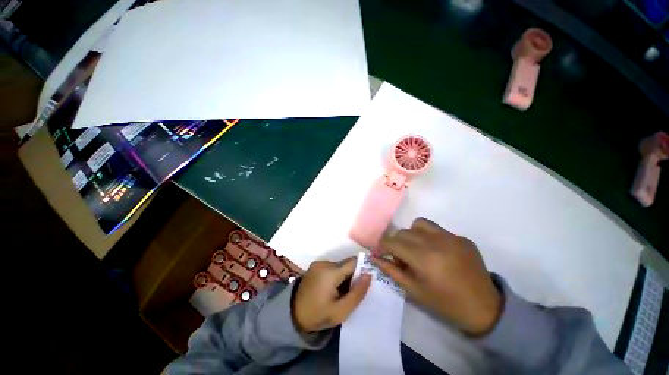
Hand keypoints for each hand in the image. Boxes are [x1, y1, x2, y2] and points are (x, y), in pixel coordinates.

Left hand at [293, 258, 371, 332]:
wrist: (292, 314)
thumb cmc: (318, 315)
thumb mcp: (341, 311)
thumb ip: (357, 293)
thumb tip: (369, 275)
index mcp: (331, 272)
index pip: (353, 262)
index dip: (362, 269)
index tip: (365, 281)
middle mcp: (324, 263)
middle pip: (346, 264)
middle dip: (352, 276)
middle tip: (352, 292)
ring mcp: (318, 263)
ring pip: (339, 266)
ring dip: (343, 276)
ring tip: (341, 292)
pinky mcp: (315, 266)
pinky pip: (331, 267)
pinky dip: (335, 275)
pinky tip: (332, 288)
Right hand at [372, 218, 501, 336]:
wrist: (486, 309)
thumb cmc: (446, 304)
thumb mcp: (414, 291)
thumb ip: (392, 271)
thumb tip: (374, 258)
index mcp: (424, 258)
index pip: (392, 242)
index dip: (382, 246)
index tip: (380, 254)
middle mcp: (436, 241)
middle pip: (403, 232)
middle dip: (396, 243)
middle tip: (401, 258)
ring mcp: (451, 237)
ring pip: (418, 224)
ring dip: (411, 235)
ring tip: (417, 250)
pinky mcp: (462, 238)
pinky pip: (437, 229)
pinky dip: (428, 236)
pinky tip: (436, 252)